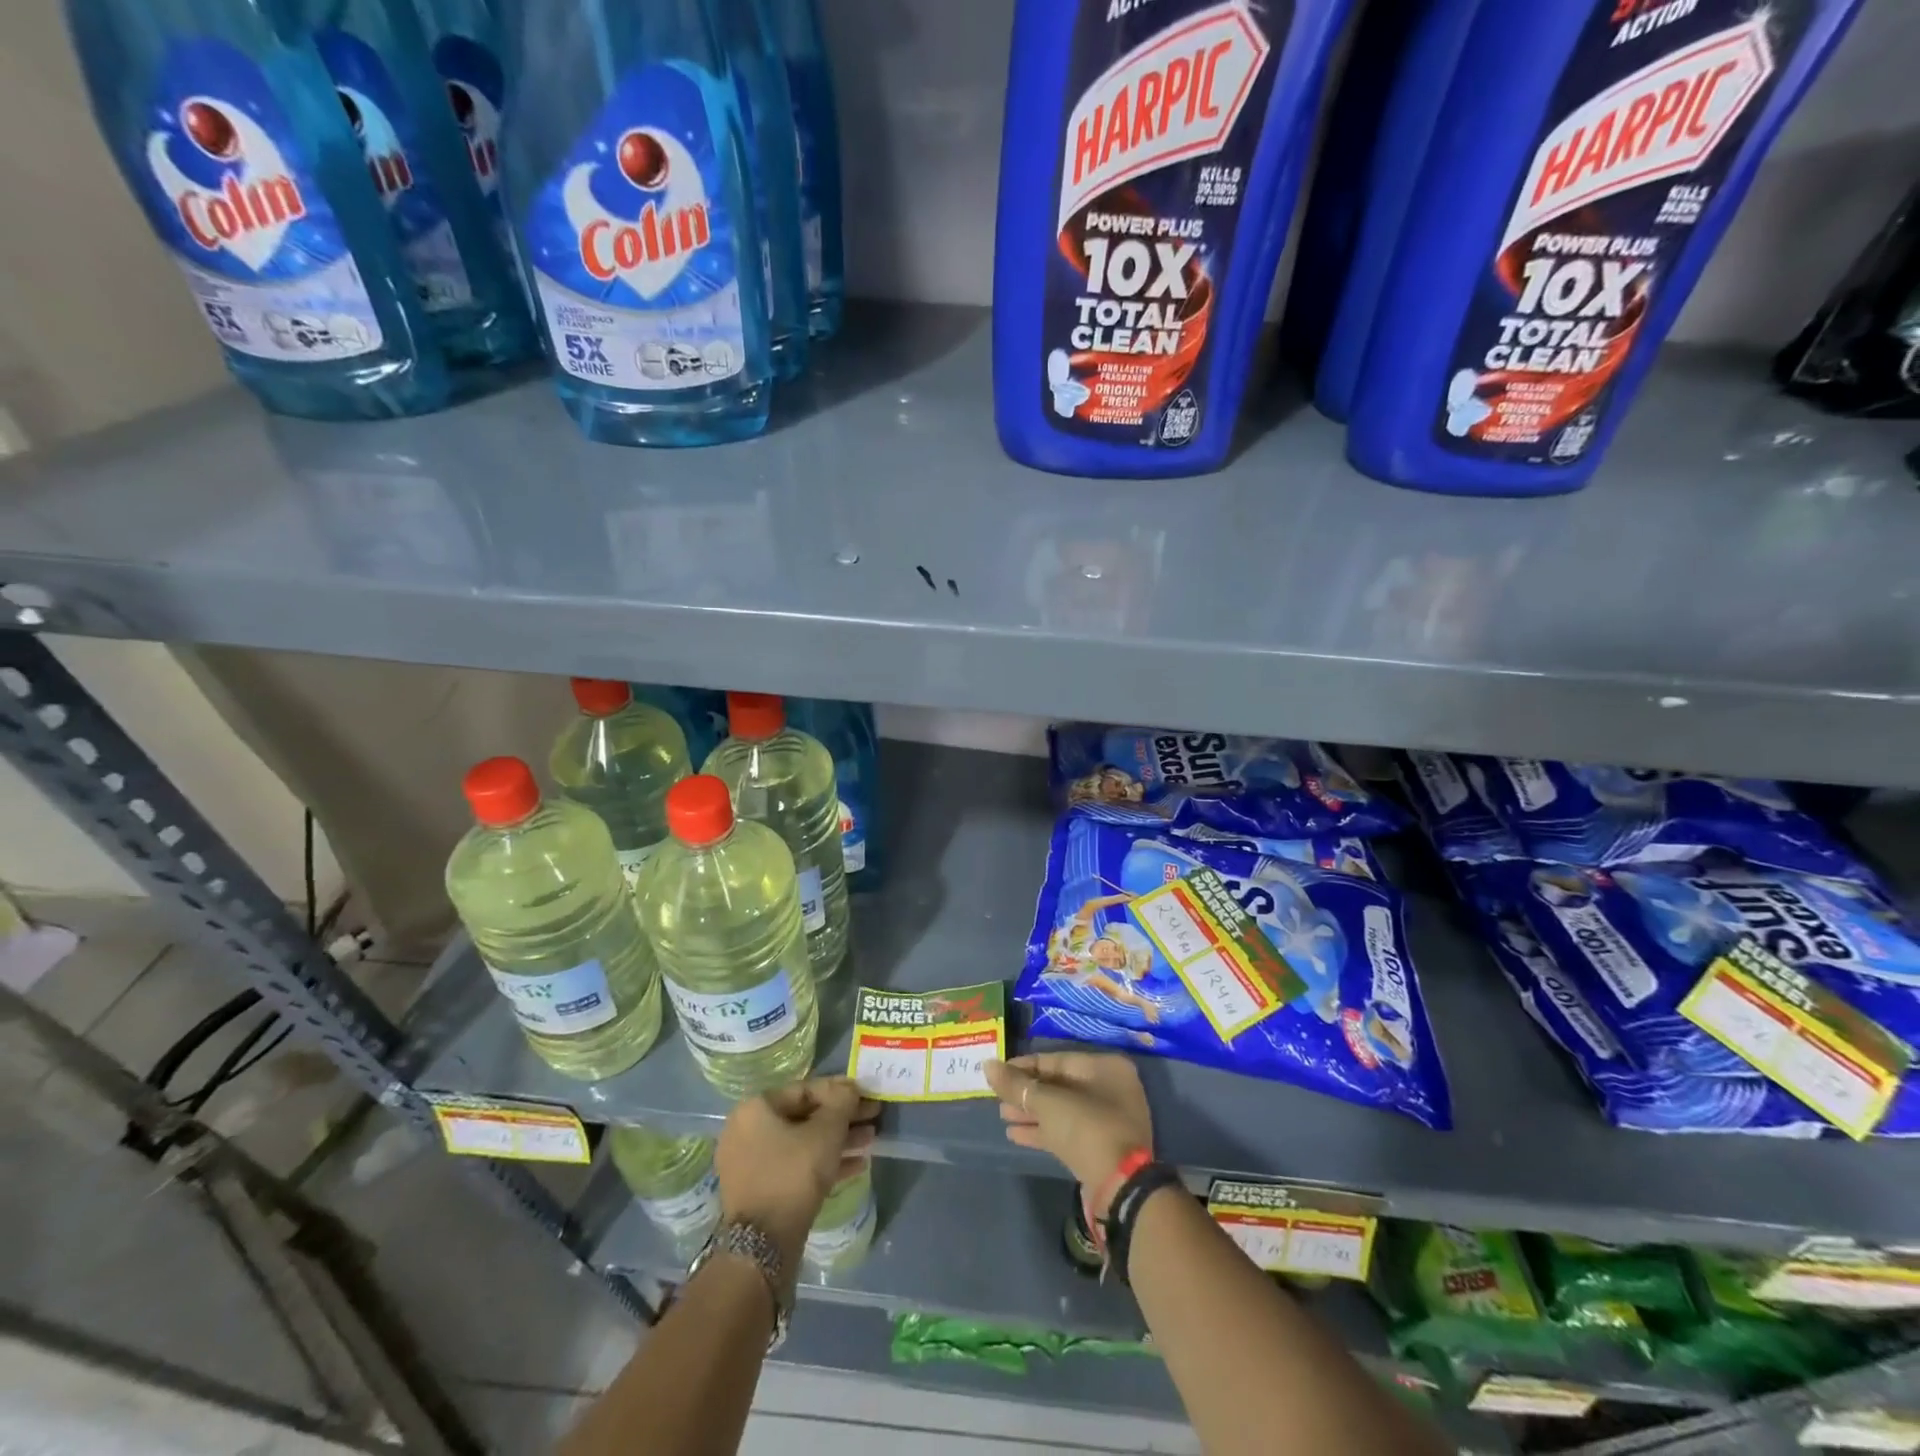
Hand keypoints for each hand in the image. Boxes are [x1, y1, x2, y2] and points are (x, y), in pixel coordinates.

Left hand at [715, 1076, 878, 1279]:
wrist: (763, 1247)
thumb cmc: (794, 1175)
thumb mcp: (826, 1132)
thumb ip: (842, 1102)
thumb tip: (850, 1088)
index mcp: (756, 1108)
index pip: (805, 1089)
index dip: (840, 1090)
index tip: (866, 1094)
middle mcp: (748, 1131)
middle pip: (804, 1116)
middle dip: (842, 1117)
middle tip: (872, 1117)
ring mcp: (752, 1163)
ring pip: (802, 1143)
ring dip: (837, 1140)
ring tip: (870, 1140)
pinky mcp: (761, 1191)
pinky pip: (796, 1166)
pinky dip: (823, 1162)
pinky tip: (857, 1164)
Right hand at [983, 1053, 1151, 1211]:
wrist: (1119, 1188)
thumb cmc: (1085, 1129)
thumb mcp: (1047, 1103)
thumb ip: (1016, 1084)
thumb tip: (987, 1066)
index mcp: (1105, 1068)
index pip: (1057, 1059)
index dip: (1025, 1066)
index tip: (998, 1074)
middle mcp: (1110, 1088)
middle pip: (1059, 1085)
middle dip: (1027, 1093)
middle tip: (998, 1098)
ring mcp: (1108, 1120)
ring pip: (1062, 1110)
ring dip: (1032, 1113)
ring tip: (1003, 1116)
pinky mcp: (1101, 1148)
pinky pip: (1067, 1131)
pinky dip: (1043, 1131)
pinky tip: (1015, 1135)